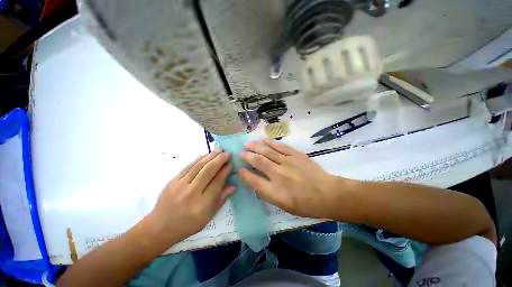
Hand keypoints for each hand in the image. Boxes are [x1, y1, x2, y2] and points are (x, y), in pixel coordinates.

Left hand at [146, 151, 234, 246]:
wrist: (159, 227)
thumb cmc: (188, 224)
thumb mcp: (208, 216)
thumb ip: (221, 199)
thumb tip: (234, 186)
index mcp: (202, 204)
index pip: (217, 182)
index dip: (225, 171)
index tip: (231, 164)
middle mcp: (191, 192)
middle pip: (208, 170)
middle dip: (220, 159)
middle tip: (228, 153)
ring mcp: (180, 185)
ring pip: (199, 165)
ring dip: (211, 156)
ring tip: (219, 150)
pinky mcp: (173, 180)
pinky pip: (189, 166)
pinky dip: (199, 158)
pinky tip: (206, 155)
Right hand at [239, 138, 339, 218]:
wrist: (327, 194)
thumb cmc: (305, 204)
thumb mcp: (284, 206)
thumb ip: (268, 193)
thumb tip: (255, 182)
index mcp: (275, 191)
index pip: (254, 181)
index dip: (245, 175)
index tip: (239, 170)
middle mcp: (279, 175)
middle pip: (259, 162)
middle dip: (248, 156)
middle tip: (241, 153)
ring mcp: (288, 162)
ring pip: (267, 152)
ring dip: (256, 147)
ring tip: (248, 143)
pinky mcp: (296, 155)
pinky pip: (280, 146)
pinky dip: (270, 142)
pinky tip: (264, 139)